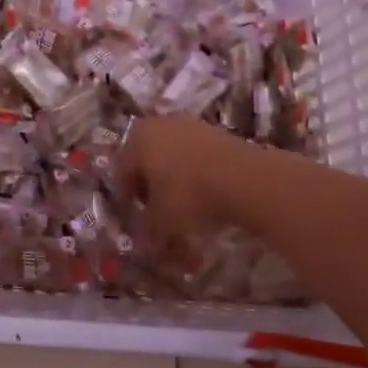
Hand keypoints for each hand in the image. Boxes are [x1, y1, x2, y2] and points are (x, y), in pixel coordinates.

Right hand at [116, 117, 258, 249]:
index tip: (133, 224)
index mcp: (137, 138)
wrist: (245, 179)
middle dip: (149, 191)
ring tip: (182, 211)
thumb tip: (143, 243)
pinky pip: (195, 159)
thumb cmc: (189, 195)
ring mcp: (191, 125)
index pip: (122, 174)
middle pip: (147, 163)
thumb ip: (146, 230)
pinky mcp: (217, 133)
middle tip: (155, 216)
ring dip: (173, 184)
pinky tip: (204, 198)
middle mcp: (160, 124)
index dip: (126, 203)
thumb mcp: (160, 221)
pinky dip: (194, 177)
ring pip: (172, 160)